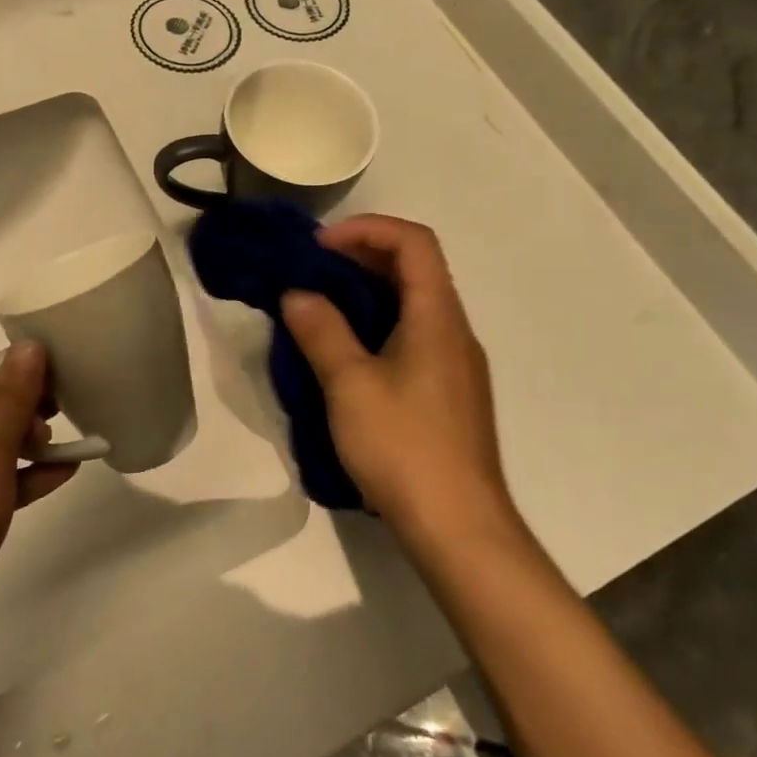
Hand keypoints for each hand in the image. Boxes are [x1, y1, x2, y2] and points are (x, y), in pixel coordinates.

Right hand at [281, 216, 519, 547]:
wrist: (459, 527)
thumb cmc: (404, 447)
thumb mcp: (350, 385)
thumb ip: (321, 332)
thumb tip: (297, 295)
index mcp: (437, 316)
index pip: (413, 242)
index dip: (367, 229)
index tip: (320, 246)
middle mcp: (454, 330)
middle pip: (415, 268)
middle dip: (362, 257)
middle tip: (312, 270)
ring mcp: (455, 363)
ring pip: (414, 303)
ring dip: (368, 292)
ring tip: (321, 306)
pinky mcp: (448, 392)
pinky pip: (414, 335)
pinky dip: (378, 324)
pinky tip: (346, 353)